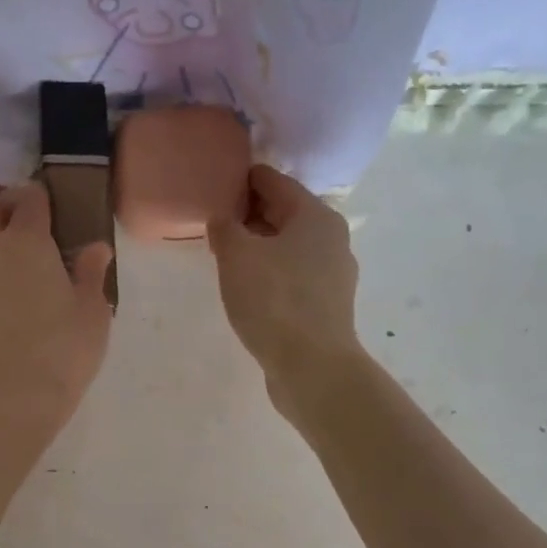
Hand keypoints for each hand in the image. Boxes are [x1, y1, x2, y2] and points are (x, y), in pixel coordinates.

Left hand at [0, 182, 113, 445]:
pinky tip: (4, 292)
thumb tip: (95, 247)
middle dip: (7, 208)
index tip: (56, 206)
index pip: (29, 200)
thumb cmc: (61, 351)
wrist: (7, 401)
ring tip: (15, 259)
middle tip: (32, 224)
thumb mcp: (91, 312)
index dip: (42, 197)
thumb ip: (90, 274)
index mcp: (25, 242)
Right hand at [208, 165, 364, 422]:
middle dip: (249, 215)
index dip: (241, 180)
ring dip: (259, 247)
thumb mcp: (237, 256)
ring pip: (289, 247)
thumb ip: (224, 228)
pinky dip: (271, 273)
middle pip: (284, 213)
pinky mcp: (327, 305)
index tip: (213, 187)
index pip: (273, 181)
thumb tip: (222, 219)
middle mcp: (331, 238)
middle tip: (214, 224)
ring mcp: (333, 274)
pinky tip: (249, 288)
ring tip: (226, 257)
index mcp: (315, 215)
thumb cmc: (274, 301)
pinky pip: (293, 276)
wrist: (312, 367)